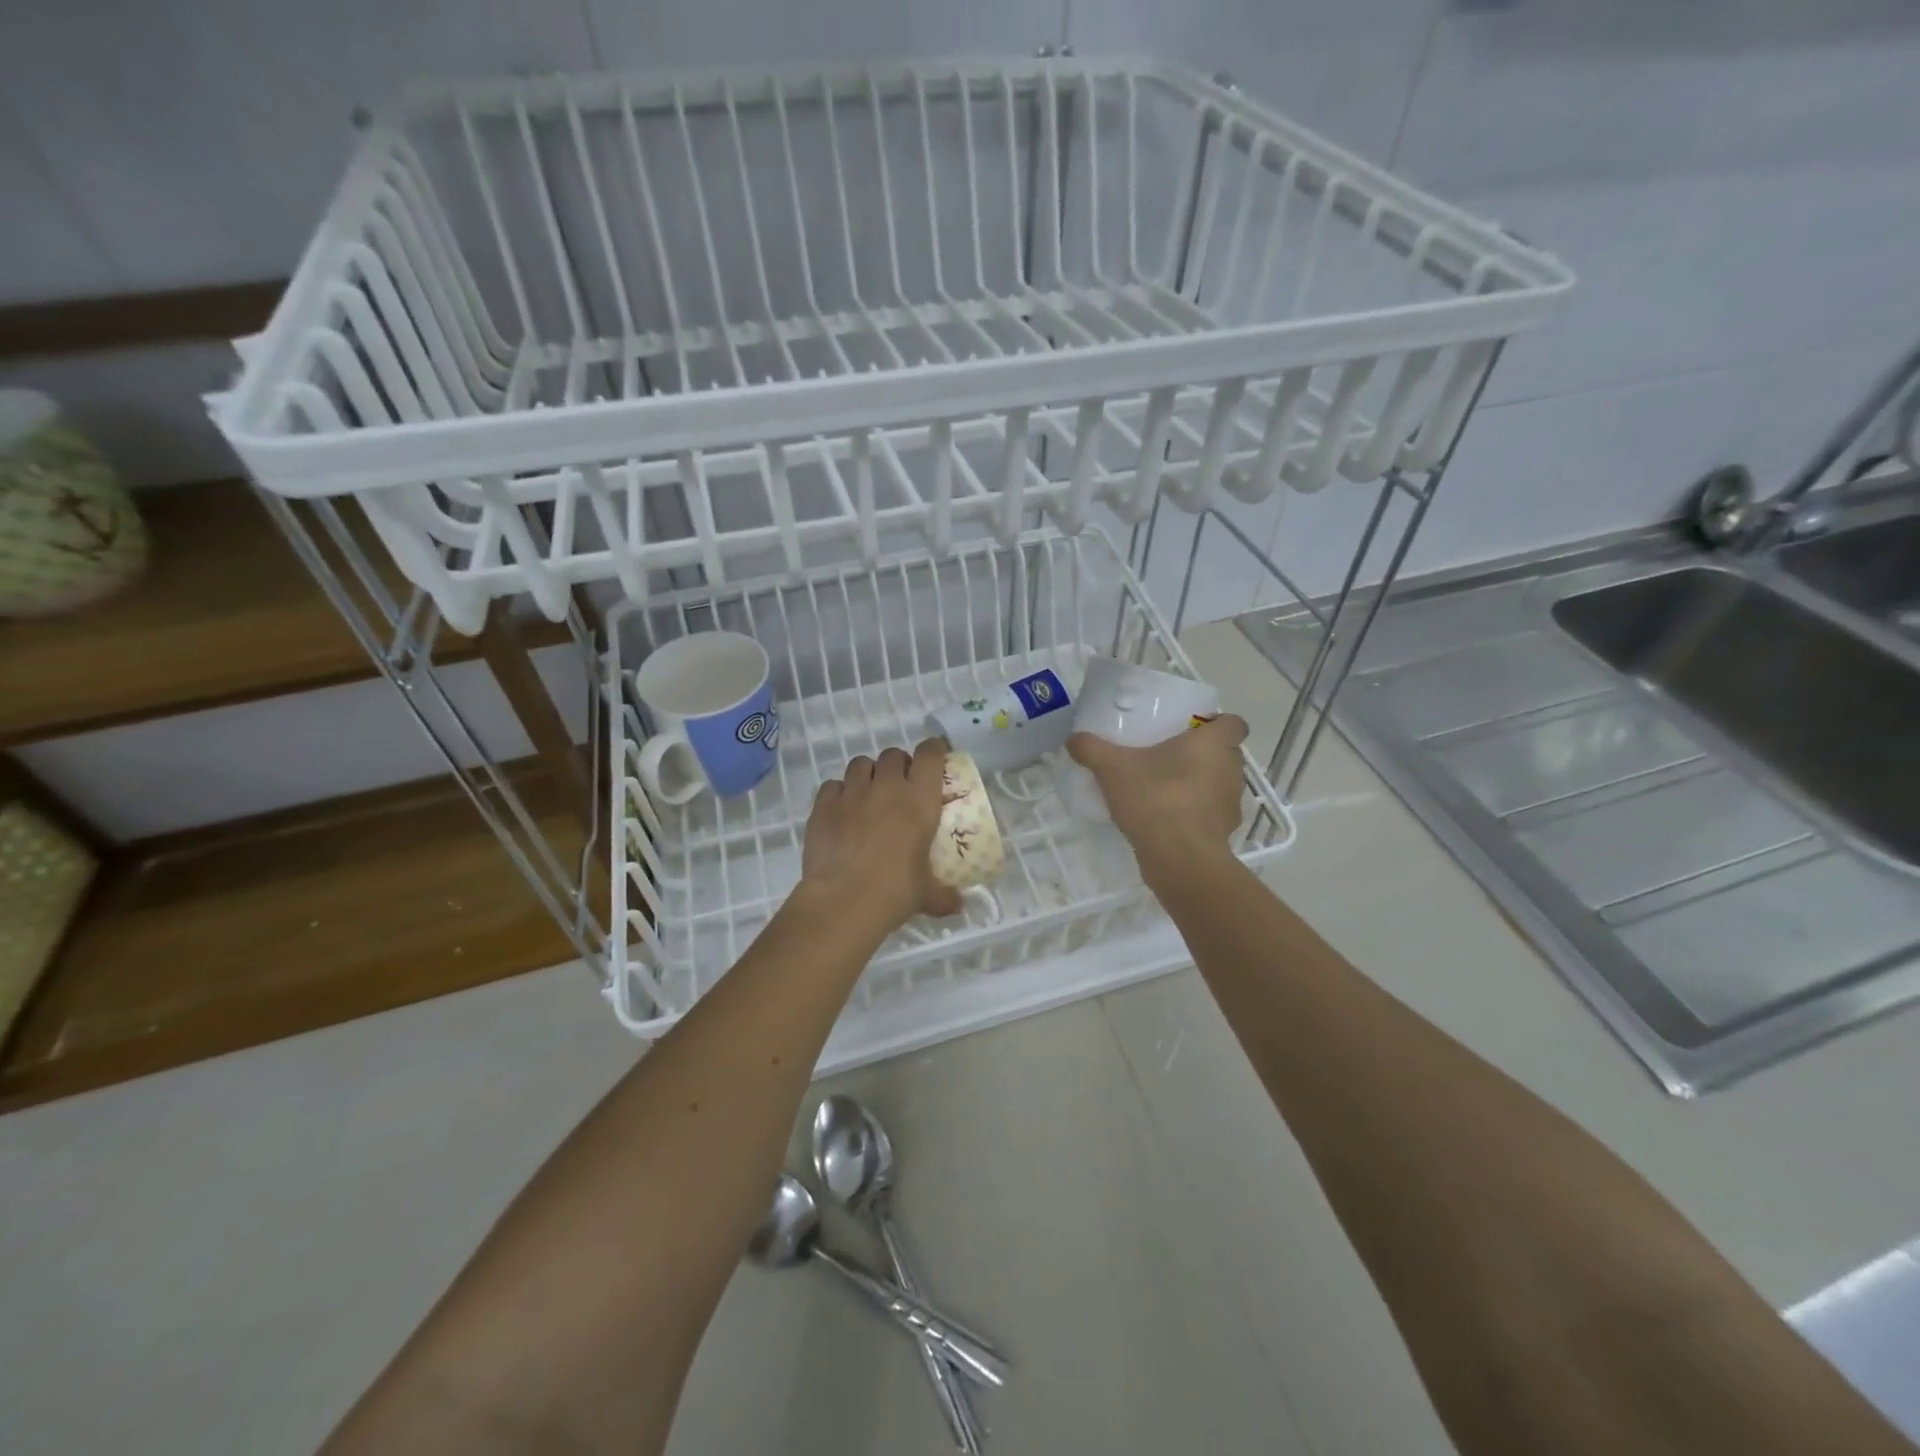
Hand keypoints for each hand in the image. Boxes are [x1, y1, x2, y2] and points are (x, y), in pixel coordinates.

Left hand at [799, 740, 962, 936]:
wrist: (842, 902)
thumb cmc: (894, 893)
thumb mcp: (927, 895)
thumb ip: (944, 895)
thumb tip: (958, 905)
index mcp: (919, 801)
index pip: (929, 755)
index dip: (934, 749)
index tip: (936, 756)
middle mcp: (886, 787)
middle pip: (893, 754)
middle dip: (898, 765)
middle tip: (900, 786)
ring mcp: (852, 793)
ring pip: (860, 764)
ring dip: (868, 774)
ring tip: (869, 795)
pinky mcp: (823, 805)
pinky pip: (832, 785)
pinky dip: (839, 792)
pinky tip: (841, 811)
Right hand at [1066, 715, 1249, 878]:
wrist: (1178, 858)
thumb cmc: (1155, 798)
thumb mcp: (1112, 768)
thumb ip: (1092, 749)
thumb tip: (1073, 739)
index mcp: (1214, 744)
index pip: (1235, 723)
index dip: (1218, 723)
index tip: (1192, 729)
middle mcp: (1231, 770)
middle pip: (1225, 754)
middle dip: (1201, 755)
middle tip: (1168, 757)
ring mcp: (1231, 805)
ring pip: (1218, 785)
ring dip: (1199, 785)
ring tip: (1165, 790)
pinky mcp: (1224, 833)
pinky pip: (1210, 815)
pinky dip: (1194, 814)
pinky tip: (1166, 820)